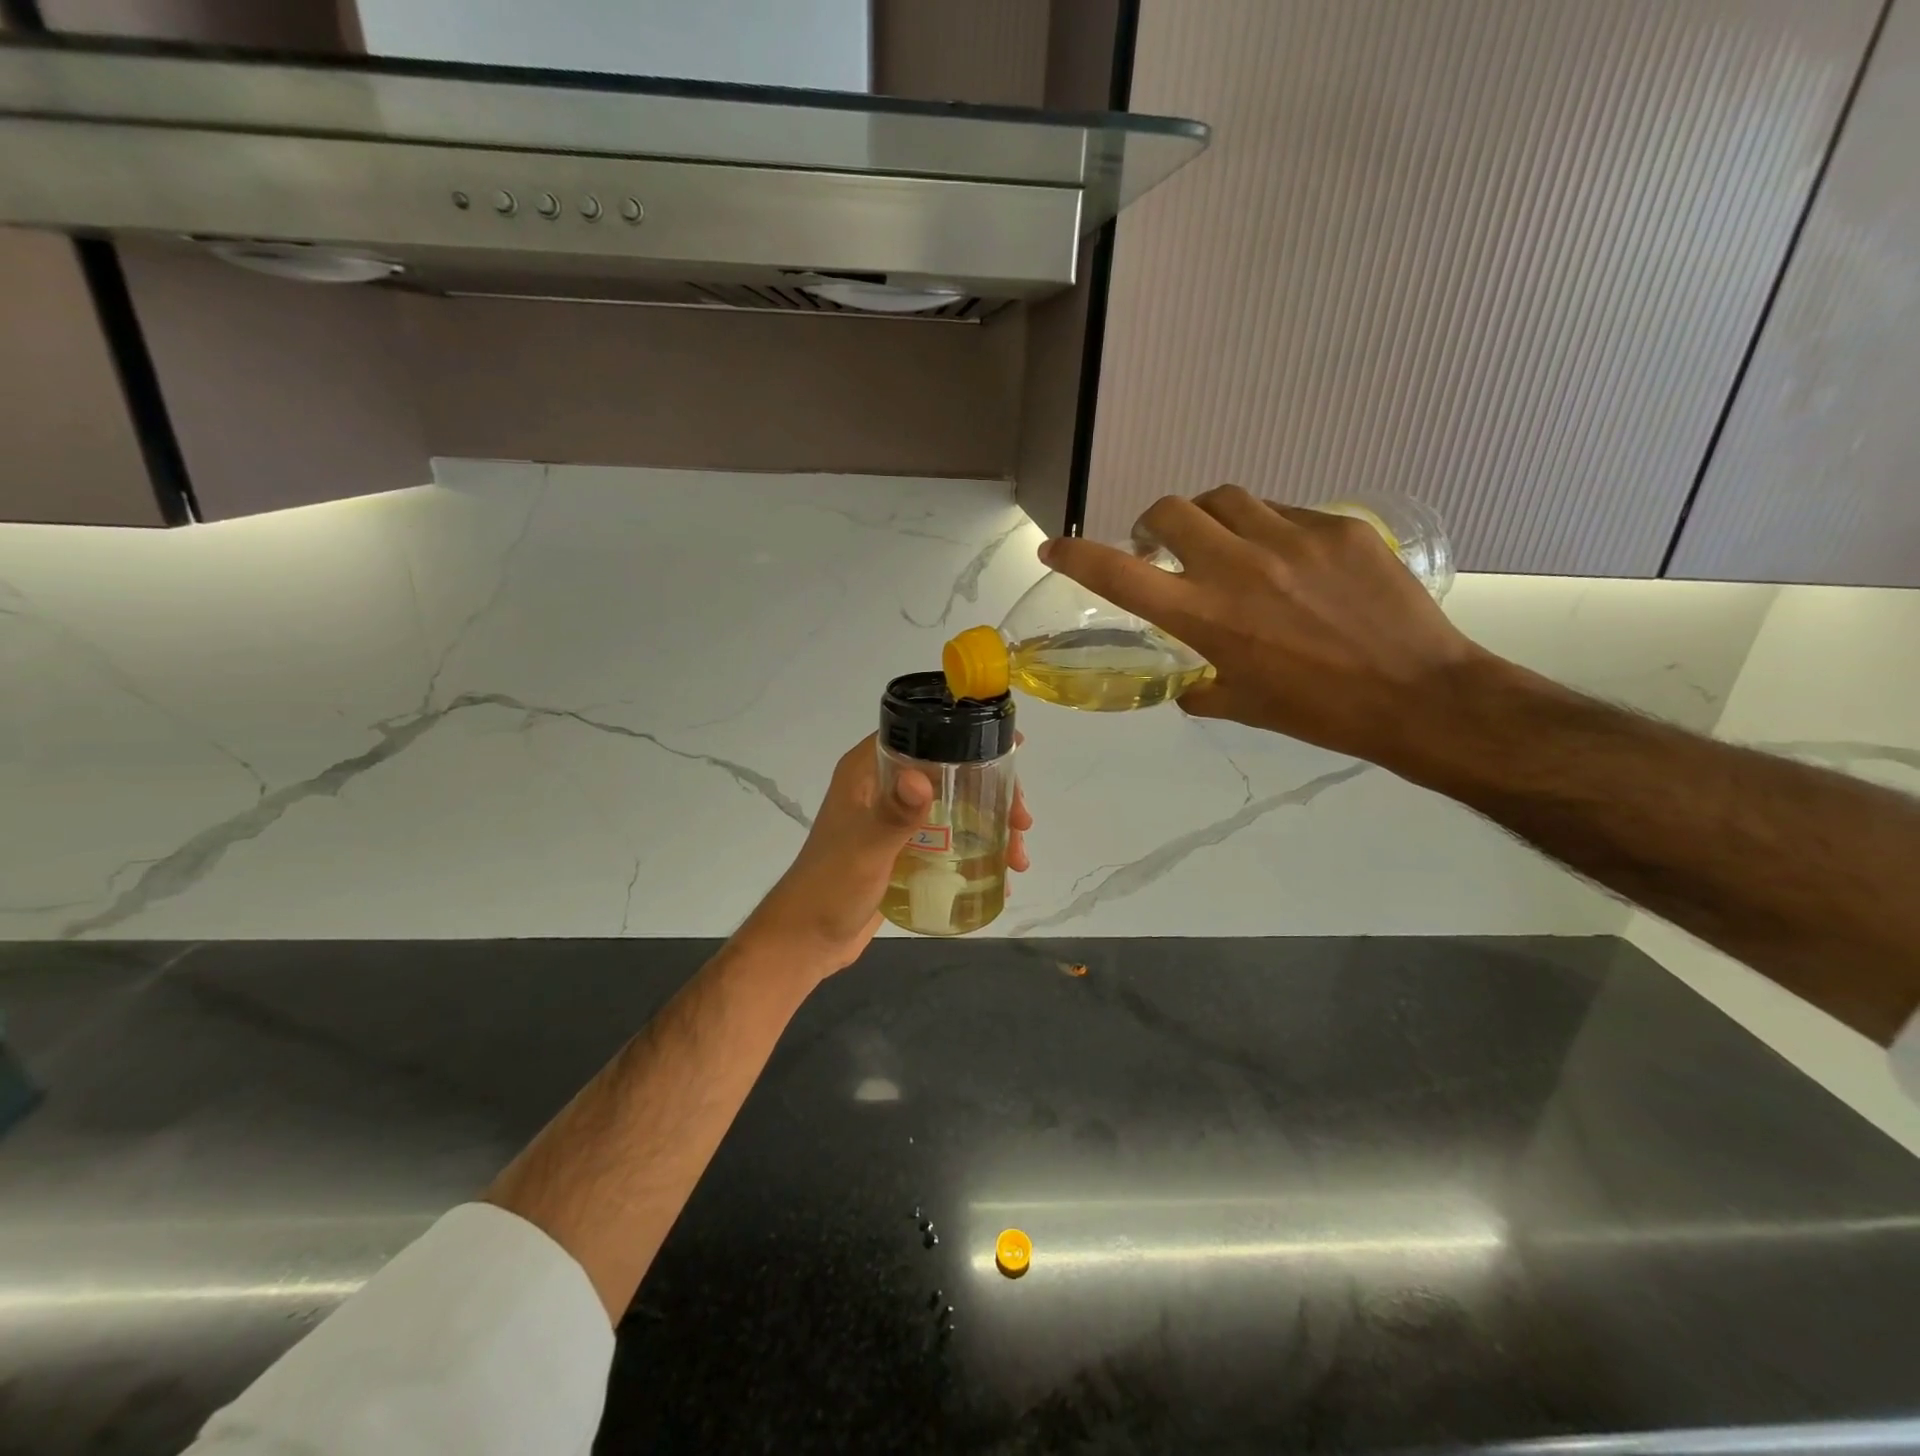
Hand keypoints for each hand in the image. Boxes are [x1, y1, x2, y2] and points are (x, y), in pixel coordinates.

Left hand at [735, 734, 1031, 979]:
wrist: (807, 941)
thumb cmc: (830, 887)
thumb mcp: (865, 849)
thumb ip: (893, 815)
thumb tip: (923, 778)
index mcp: (867, 771)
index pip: (921, 734)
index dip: (966, 735)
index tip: (1009, 750)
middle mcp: (883, 788)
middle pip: (948, 772)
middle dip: (990, 791)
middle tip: (1021, 819)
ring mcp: (895, 821)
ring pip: (953, 808)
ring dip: (989, 825)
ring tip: (1018, 857)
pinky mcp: (904, 851)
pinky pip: (947, 839)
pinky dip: (974, 849)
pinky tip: (1000, 873)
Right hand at [1039, 486, 1480, 762]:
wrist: (1416, 694)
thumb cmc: (1318, 711)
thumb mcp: (1240, 705)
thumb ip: (1198, 685)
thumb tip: (1185, 679)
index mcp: (1204, 616)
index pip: (1119, 574)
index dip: (1077, 555)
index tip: (1055, 547)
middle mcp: (1236, 566)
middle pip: (1170, 509)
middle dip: (1154, 524)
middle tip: (1163, 547)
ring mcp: (1290, 538)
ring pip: (1226, 499)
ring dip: (1210, 518)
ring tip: (1226, 545)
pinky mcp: (1337, 526)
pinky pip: (1285, 511)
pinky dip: (1268, 529)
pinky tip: (1290, 561)